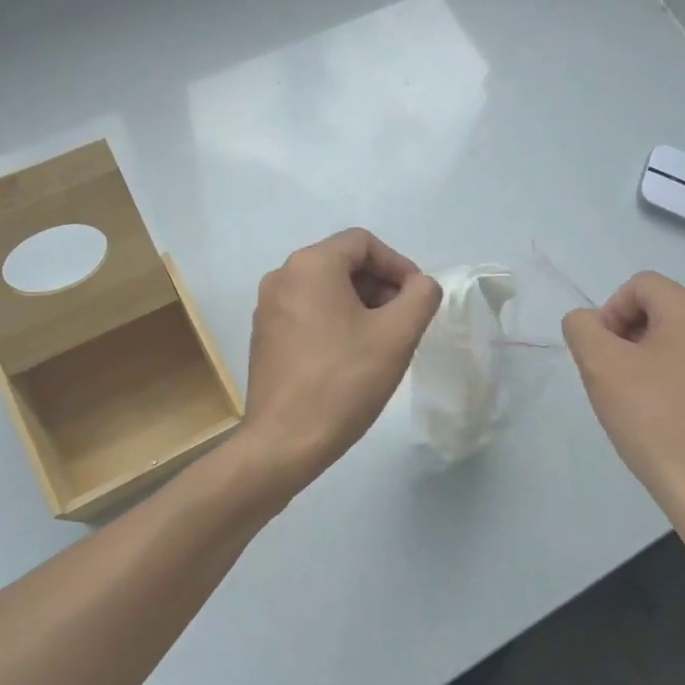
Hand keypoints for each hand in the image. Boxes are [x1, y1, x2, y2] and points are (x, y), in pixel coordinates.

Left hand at [237, 228, 442, 495]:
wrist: (285, 441)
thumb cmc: (344, 382)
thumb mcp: (397, 335)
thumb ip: (420, 297)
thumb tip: (420, 285)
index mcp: (310, 265)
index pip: (363, 243)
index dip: (398, 265)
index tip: (417, 299)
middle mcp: (282, 276)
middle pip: (343, 263)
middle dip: (380, 286)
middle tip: (404, 322)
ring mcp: (268, 307)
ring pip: (326, 289)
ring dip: (360, 305)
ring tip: (382, 342)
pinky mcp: (264, 335)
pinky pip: (308, 311)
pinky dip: (335, 321)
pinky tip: (352, 356)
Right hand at [562, 272, 684, 521]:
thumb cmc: (653, 419)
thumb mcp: (599, 366)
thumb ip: (582, 327)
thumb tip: (588, 322)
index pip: (640, 285)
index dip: (610, 311)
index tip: (602, 353)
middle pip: (663, 312)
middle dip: (629, 336)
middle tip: (613, 377)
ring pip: (683, 345)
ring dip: (653, 361)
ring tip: (638, 401)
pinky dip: (679, 385)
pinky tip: (668, 421)